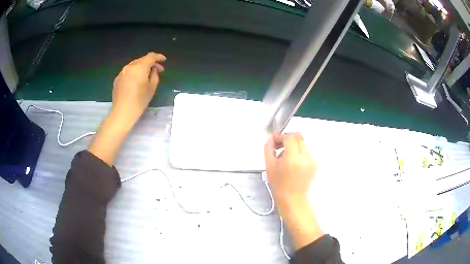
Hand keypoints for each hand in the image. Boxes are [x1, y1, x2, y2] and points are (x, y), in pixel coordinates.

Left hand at [111, 52, 165, 123]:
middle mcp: (130, 66)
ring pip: (134, 65)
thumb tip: (153, 70)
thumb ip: (154, 75)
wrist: (122, 112)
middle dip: (150, 63)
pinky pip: (128, 72)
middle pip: (142, 60)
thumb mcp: (152, 88)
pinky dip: (134, 73)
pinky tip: (136, 81)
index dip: (158, 57)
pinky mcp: (117, 79)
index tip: (164, 60)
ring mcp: (122, 72)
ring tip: (147, 75)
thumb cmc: (139, 101)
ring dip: (141, 68)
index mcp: (139, 67)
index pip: (151, 56)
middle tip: (157, 70)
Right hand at [264, 133, 316, 206]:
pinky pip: (305, 152)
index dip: (280, 136)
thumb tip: (271, 139)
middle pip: (298, 137)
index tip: (274, 140)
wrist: (292, 198)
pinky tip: (291, 163)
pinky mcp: (314, 164)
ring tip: (284, 158)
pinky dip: (298, 153)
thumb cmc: (280, 185)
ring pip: (302, 144)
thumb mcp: (269, 166)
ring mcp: (311, 160)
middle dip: (287, 139)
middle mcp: (305, 157)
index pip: (289, 137)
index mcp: (293, 158)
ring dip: (292, 146)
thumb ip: (268, 148)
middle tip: (279, 145)